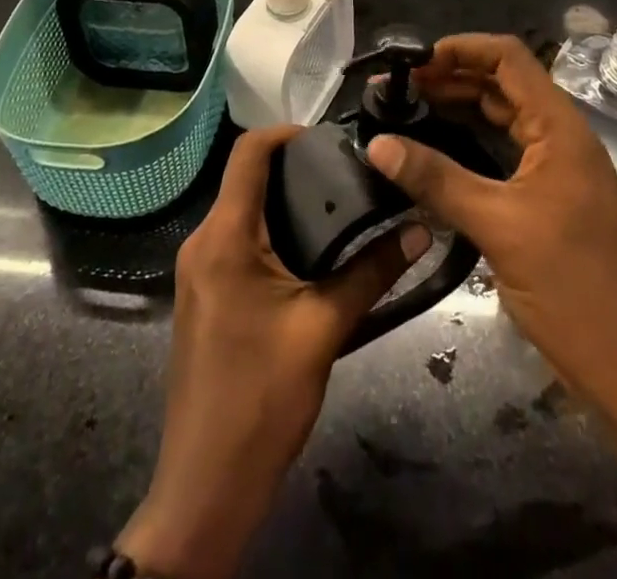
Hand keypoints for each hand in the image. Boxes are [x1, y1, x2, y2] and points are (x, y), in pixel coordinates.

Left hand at [119, 124, 430, 578]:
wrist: (206, 484)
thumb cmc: (261, 398)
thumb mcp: (323, 328)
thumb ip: (371, 272)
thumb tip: (419, 228)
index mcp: (224, 236)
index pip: (248, 152)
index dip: (286, 132)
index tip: (331, 137)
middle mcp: (202, 241)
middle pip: (245, 179)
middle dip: (293, 166)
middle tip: (347, 171)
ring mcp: (197, 270)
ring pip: (241, 210)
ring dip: (283, 200)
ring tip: (337, 202)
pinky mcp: (203, 293)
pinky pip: (236, 240)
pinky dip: (270, 230)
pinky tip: (309, 247)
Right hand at [367, 34, 616, 426]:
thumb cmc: (573, 286)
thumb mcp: (498, 226)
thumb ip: (437, 179)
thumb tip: (377, 143)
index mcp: (559, 127)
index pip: (508, 58)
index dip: (461, 49)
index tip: (413, 60)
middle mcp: (560, 137)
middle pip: (503, 85)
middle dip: (451, 78)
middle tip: (398, 89)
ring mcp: (556, 169)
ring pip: (502, 119)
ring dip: (459, 109)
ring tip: (408, 111)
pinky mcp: (548, 199)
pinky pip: (504, 153)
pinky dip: (470, 144)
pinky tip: (436, 153)